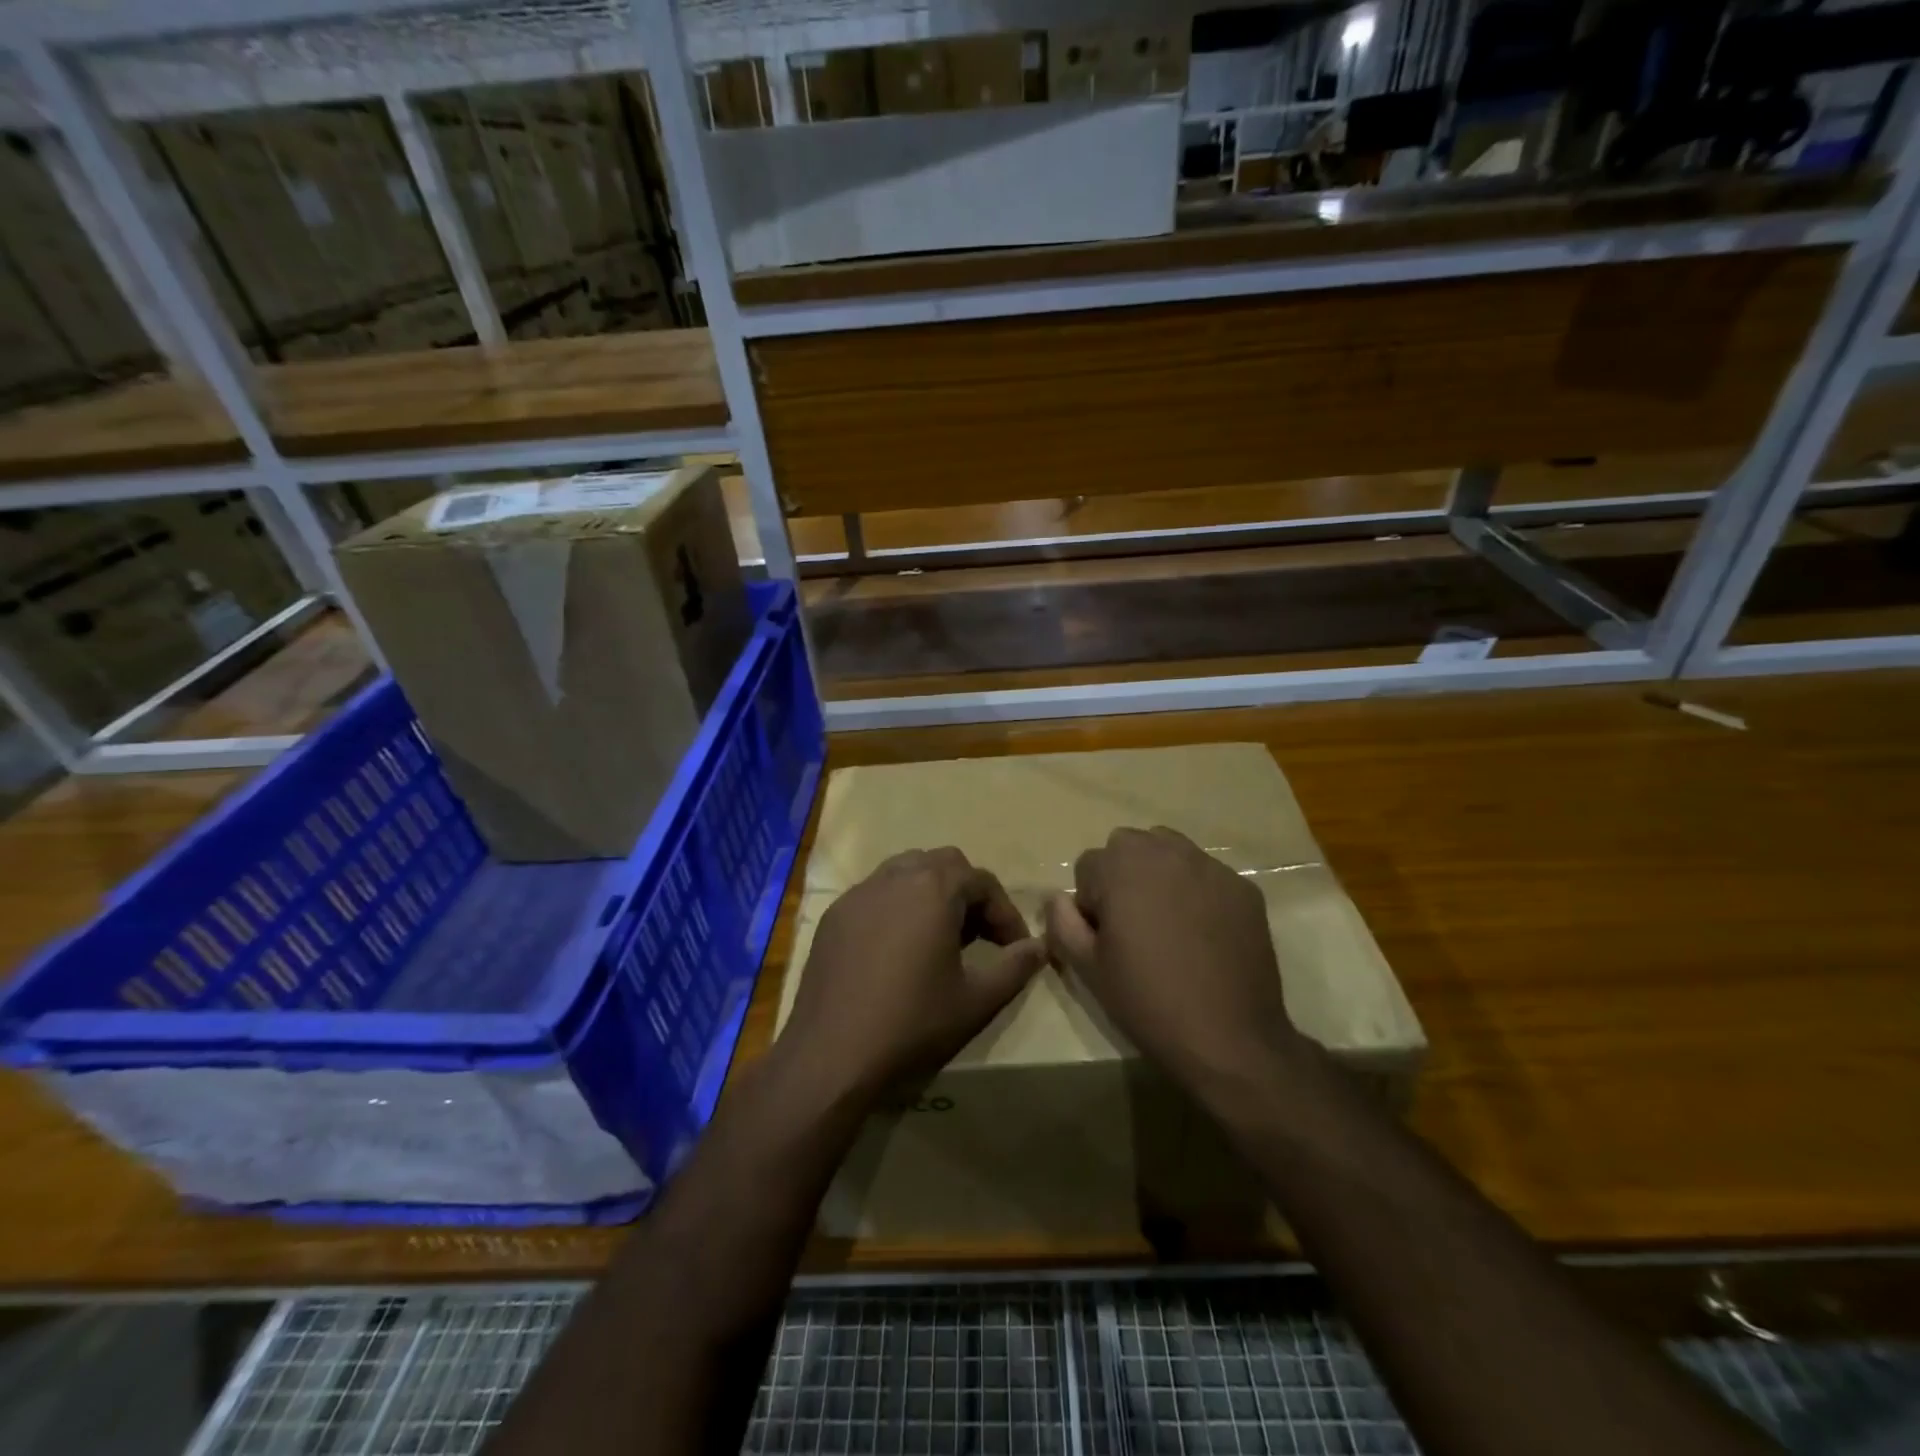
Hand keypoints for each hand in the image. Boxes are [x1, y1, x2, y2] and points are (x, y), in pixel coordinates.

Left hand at [780, 847, 1047, 1102]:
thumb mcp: (976, 1000)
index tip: (1015, 948)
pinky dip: (898, 906)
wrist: (831, 1054)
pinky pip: (876, 893)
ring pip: (906, 870)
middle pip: (944, 864)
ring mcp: (859, 893)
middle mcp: (895, 877)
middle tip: (978, 935)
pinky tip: (897, 948)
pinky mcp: (835, 915)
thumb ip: (1015, 967)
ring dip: (931, 892)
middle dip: (969, 893)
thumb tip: (1040, 947)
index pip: (982, 881)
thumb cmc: (912, 1023)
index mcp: (934, 889)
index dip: (1005, 913)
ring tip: (940, 936)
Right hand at [1045, 827, 1305, 1100]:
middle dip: (1122, 877)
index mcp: (1121, 866)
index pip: (1088, 865)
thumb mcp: (1088, 967)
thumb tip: (1056, 897)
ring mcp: (1210, 867)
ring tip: (1167, 924)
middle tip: (1132, 927)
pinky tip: (1204, 936)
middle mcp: (1166, 852)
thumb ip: (1062, 922)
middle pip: (1128, 846)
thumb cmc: (1147, 1000)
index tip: (1105, 937)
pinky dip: (1198, 893)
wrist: (1229, 1038)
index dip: (1090, 903)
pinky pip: (1207, 875)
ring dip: (1159, 875)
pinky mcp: (1243, 888)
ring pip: (1170, 851)